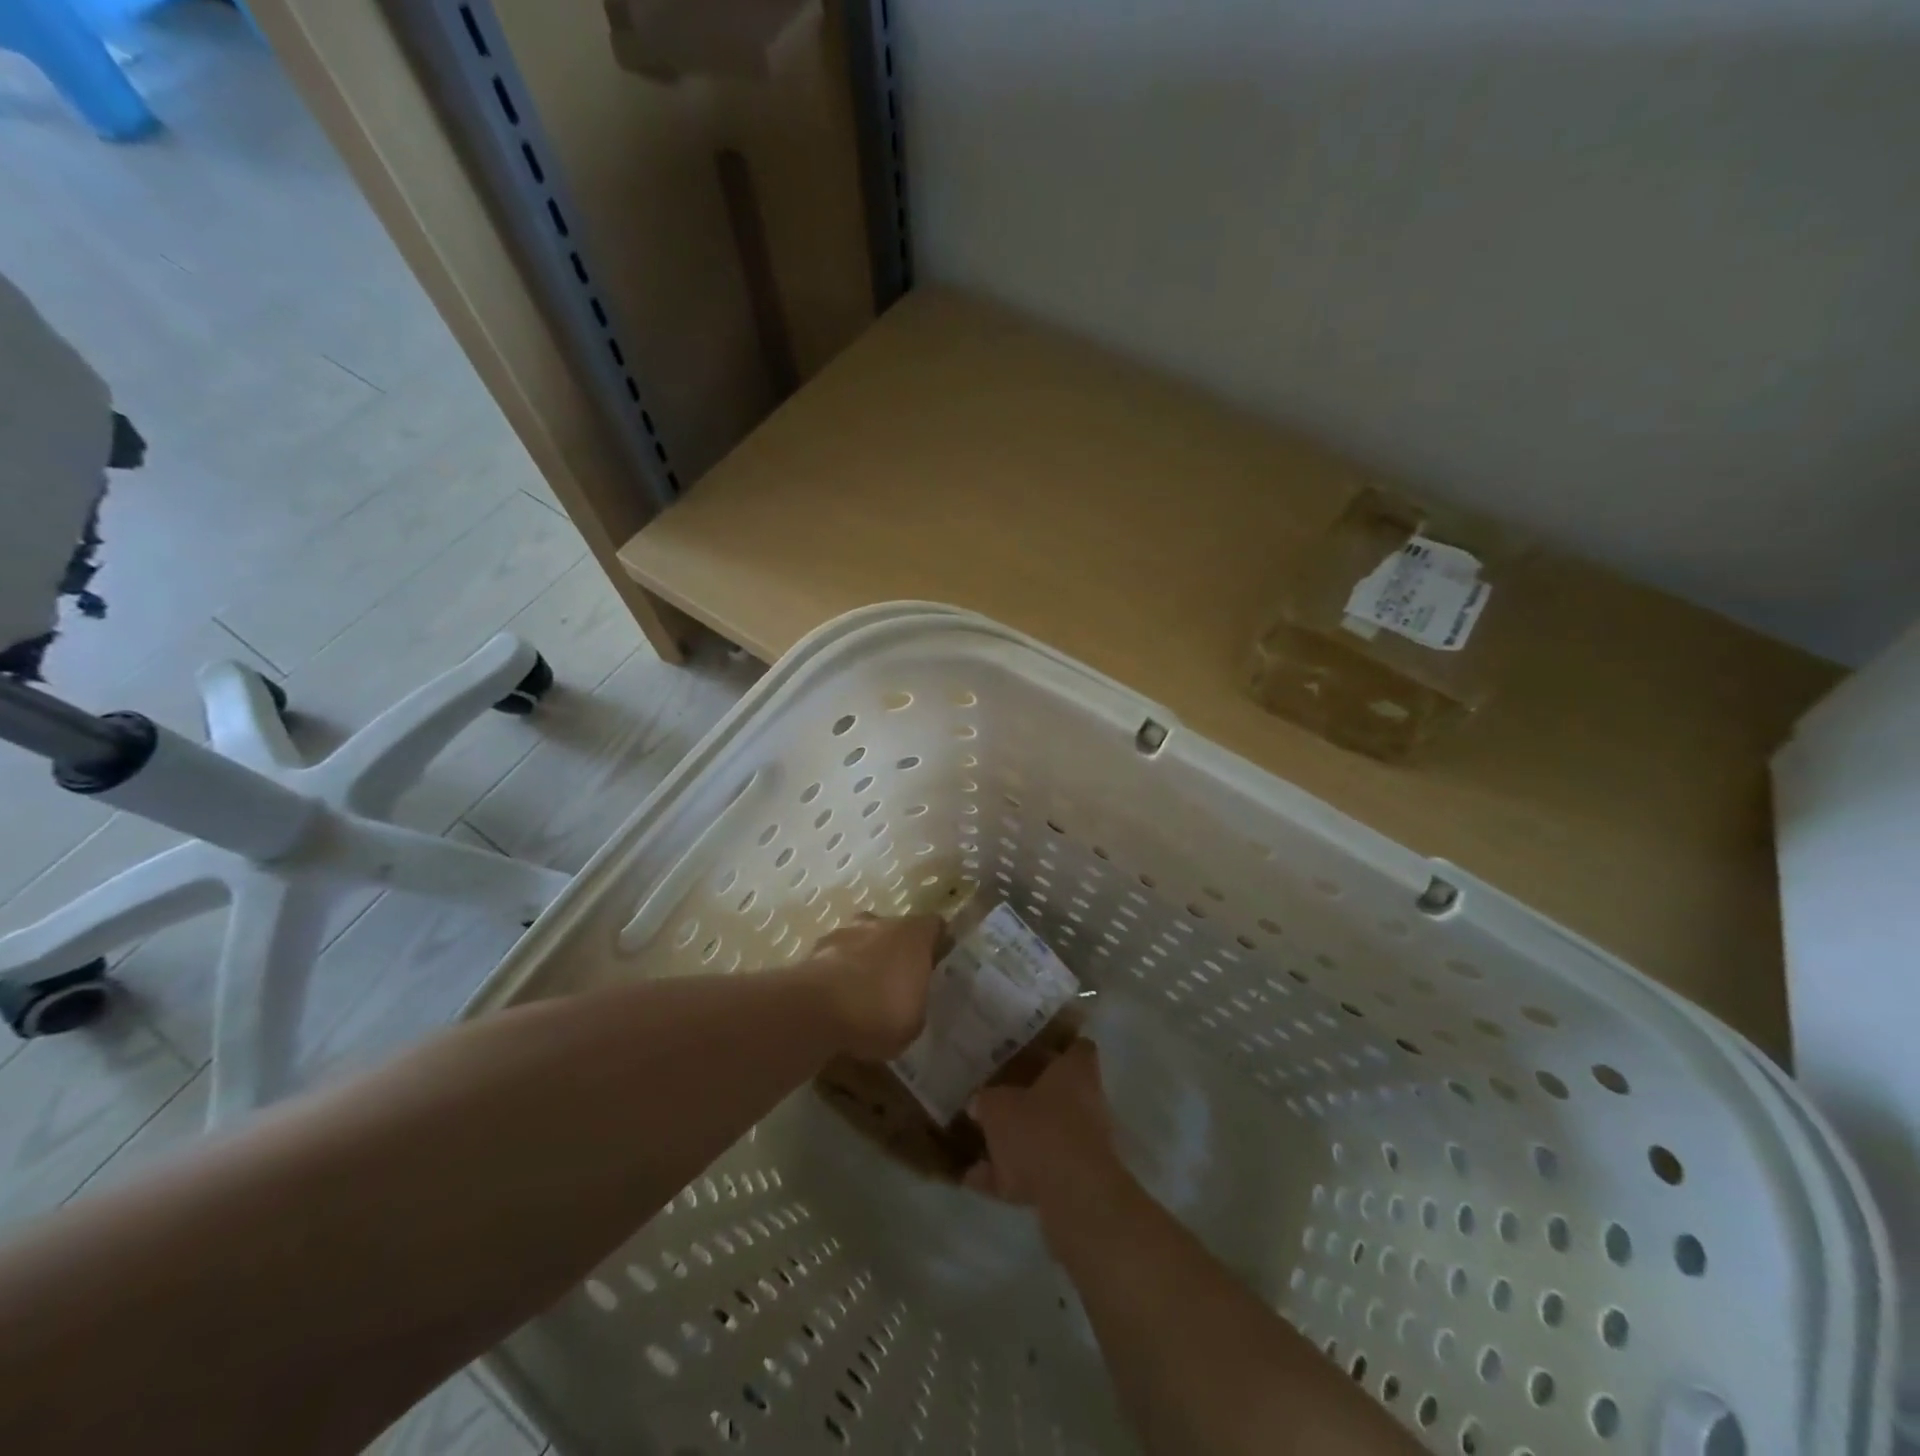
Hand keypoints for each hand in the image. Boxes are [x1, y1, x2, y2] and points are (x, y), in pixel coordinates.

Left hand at [808, 914, 942, 1060]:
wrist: (817, 1011)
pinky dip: (836, 974)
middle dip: (895, 950)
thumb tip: (909, 999)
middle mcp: (880, 924)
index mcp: (914, 934)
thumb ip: (916, 1001)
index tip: (935, 964)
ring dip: (863, 960)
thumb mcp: (915, 1021)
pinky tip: (835, 1002)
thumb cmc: (880, 1012)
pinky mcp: (814, 950)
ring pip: (860, 941)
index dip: (936, 943)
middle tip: (897, 982)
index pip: (934, 926)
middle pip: (894, 930)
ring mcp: (844, 932)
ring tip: (861, 994)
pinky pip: (833, 960)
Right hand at [965, 1040, 1132, 1228]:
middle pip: (1058, 1093)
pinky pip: (1036, 1172)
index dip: (1057, 1048)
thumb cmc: (1039, 1130)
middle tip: (997, 1095)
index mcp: (1075, 1072)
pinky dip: (1009, 1176)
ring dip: (1017, 1141)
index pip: (1077, 1048)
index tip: (1031, 1049)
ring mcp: (1083, 1144)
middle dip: (1030, 1098)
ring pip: (1046, 1134)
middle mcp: (1087, 1103)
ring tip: (978, 1143)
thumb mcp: (997, 1107)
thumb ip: (986, 1100)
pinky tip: (974, 1179)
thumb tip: (978, 1101)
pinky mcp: (1075, 1182)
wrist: (1073, 1196)